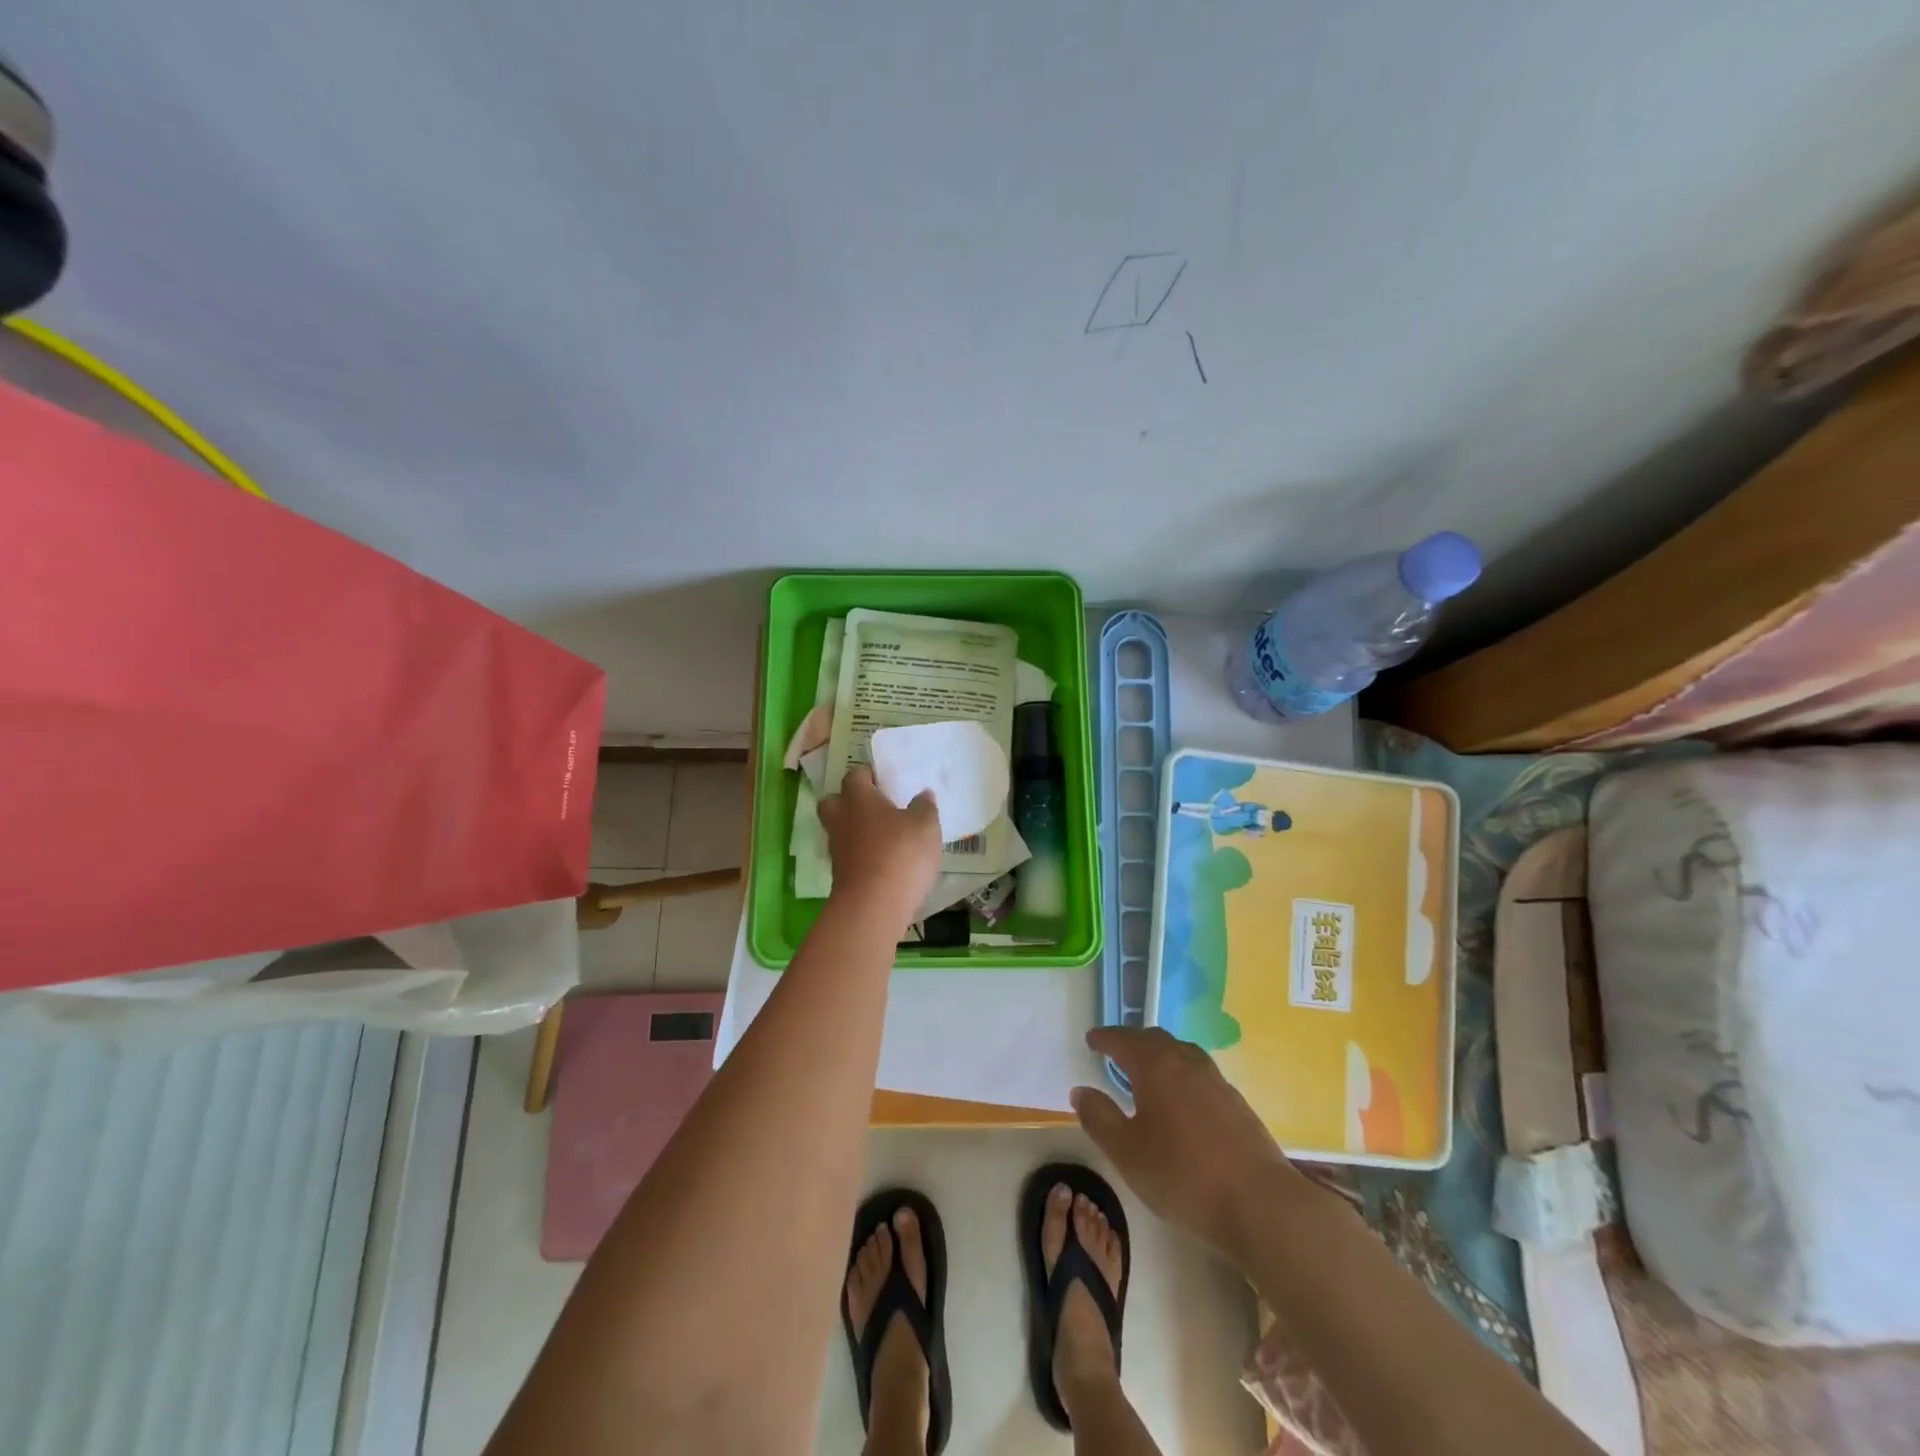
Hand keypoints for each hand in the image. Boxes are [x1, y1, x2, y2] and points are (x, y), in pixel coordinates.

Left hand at [817, 766, 942, 922]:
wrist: (874, 905)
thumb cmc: (901, 853)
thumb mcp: (925, 826)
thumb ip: (924, 807)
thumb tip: (923, 794)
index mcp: (858, 798)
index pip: (855, 775)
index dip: (869, 775)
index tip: (885, 780)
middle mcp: (841, 818)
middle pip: (834, 801)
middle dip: (850, 801)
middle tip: (875, 806)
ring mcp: (837, 848)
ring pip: (840, 829)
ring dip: (856, 830)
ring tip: (885, 835)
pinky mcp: (840, 874)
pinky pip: (849, 854)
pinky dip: (862, 854)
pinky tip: (884, 860)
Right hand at [1071, 1027, 1314, 1258]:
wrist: (1260, 1203)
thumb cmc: (1183, 1176)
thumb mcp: (1127, 1153)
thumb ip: (1100, 1119)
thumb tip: (1081, 1091)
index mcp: (1155, 1066)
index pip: (1123, 1040)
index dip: (1105, 1038)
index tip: (1091, 1040)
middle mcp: (1186, 1062)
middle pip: (1155, 1039)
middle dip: (1132, 1041)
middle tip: (1116, 1051)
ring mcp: (1216, 1080)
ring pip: (1182, 1052)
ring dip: (1161, 1054)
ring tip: (1149, 1070)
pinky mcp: (1237, 1103)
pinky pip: (1200, 1073)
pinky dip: (1182, 1073)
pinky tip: (1183, 1098)